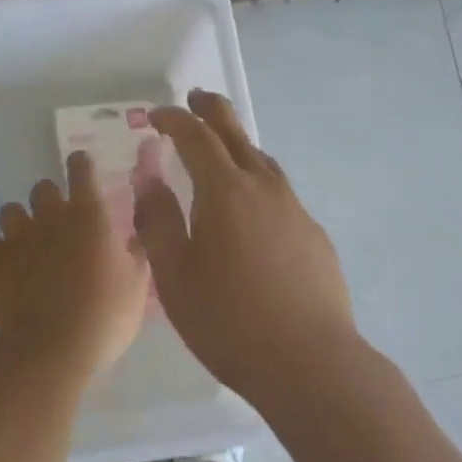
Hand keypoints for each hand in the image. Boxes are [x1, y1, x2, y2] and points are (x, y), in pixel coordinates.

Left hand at [0, 150, 150, 383]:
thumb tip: (133, 235)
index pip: (81, 169)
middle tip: (61, 222)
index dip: (81, 165)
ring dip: (22, 221)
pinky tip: (12, 269)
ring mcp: (18, 238)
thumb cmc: (104, 315)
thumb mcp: (137, 285)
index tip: (82, 169)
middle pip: (43, 187)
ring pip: (11, 210)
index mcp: (89, 214)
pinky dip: (2, 252)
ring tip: (31, 243)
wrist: (51, 350)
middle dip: (50, 198)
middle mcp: (51, 216)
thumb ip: (136, 252)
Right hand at [136, 89, 358, 406]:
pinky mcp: (313, 234)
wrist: (311, 363)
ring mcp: (294, 209)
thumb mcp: (175, 276)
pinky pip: (279, 192)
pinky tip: (253, 210)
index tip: (156, 115)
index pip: (196, 137)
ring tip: (221, 150)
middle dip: (212, 111)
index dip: (174, 120)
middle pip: (236, 134)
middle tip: (196, 99)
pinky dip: (258, 181)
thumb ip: (158, 221)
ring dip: (238, 145)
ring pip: (262, 161)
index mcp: (224, 191)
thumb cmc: (229, 321)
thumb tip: (148, 177)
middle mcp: (263, 187)